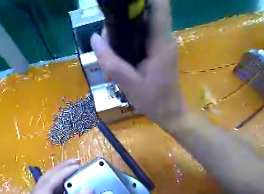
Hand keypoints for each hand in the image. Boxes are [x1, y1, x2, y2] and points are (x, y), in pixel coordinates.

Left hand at [20, 160, 94, 193]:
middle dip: (60, 169)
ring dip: (62, 175)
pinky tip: (72, 182)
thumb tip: (88, 188)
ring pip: (49, 186)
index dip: (62, 173)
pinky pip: (54, 193)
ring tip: (75, 167)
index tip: (77, 165)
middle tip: (77, 161)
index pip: (46, 185)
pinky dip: (64, 185)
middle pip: (45, 181)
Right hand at [90, 0, 181, 123]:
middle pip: (145, 14)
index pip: (158, 4)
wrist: (168, 112)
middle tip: (107, 41)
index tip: (120, 7)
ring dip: (124, 34)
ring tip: (110, 52)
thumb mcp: (128, 83)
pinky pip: (142, 39)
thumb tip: (94, 38)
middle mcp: (164, 39)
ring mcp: (161, 45)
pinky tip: (119, 59)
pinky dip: (128, 44)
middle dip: (123, 20)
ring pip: (141, 27)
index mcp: (160, 42)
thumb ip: (111, 62)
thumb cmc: (152, 100)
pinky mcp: (158, 53)